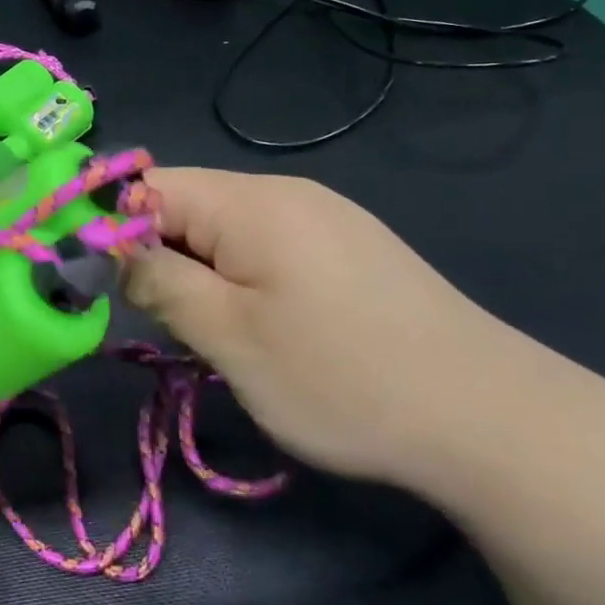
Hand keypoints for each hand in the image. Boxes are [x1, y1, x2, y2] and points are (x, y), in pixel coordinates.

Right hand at [123, 166, 545, 490]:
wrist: (490, 418)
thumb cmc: (342, 378)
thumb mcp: (229, 337)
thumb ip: (159, 282)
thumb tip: (113, 248)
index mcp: (251, 201)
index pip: (150, 186)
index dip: (117, 230)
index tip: (113, 290)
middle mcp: (286, 193)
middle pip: (189, 207)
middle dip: (165, 260)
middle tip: (180, 328)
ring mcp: (325, 217)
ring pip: (227, 232)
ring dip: (206, 276)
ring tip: (227, 338)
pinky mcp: (350, 247)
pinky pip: (269, 247)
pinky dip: (248, 281)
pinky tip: (277, 331)